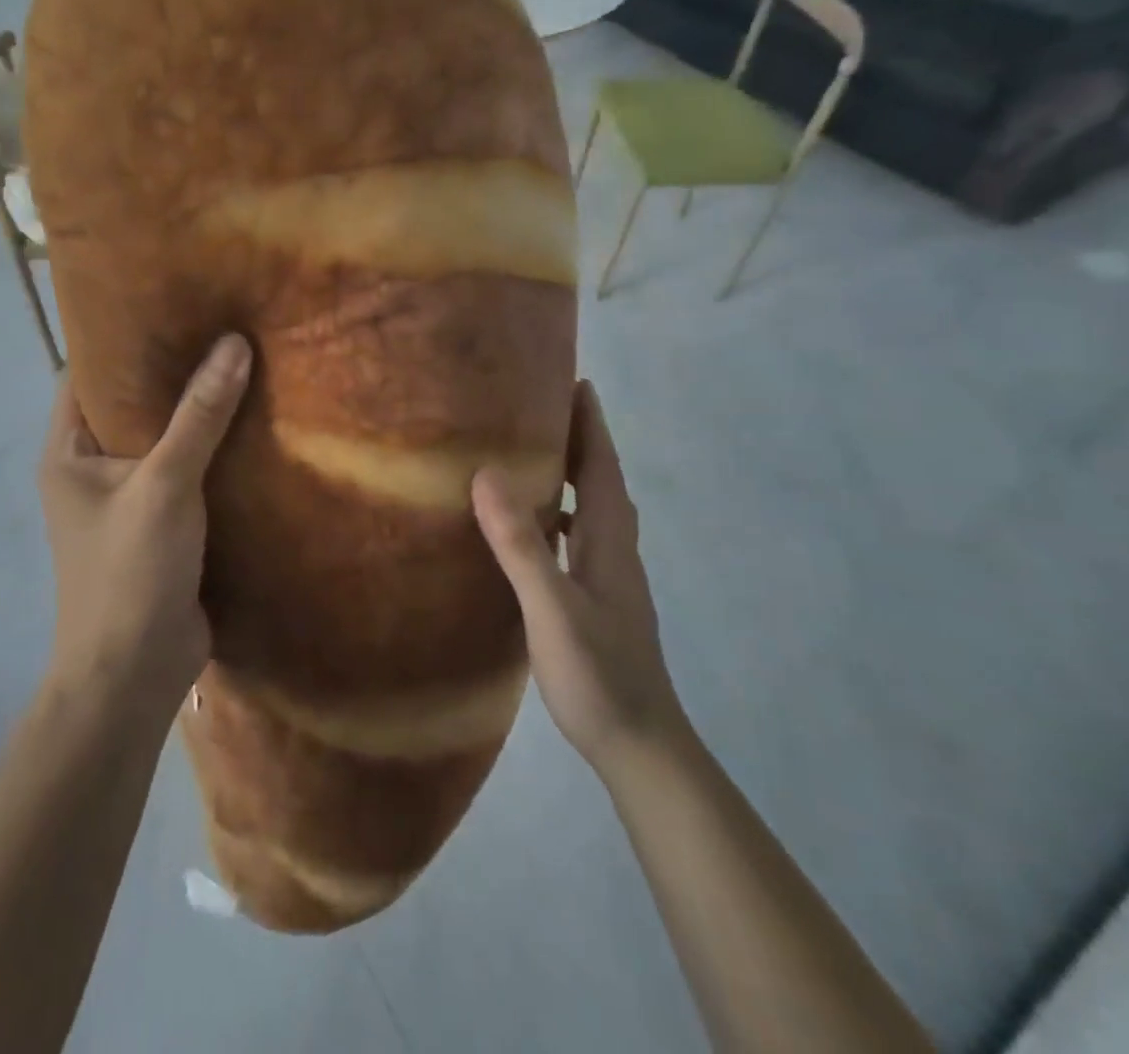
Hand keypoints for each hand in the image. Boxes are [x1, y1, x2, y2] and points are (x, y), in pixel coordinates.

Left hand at [37, 334, 251, 712]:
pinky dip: (211, 450)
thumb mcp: (165, 485)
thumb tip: (234, 343)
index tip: (167, 302)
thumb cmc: (129, 571)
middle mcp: (91, 468)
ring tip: (240, 360)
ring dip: (195, 411)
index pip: (85, 374)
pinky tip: (252, 422)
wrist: (136, 674)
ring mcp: (127, 498)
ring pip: (162, 438)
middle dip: (169, 370)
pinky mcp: (161, 523)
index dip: (120, 337)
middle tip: (217, 323)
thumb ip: (199, 416)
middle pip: (129, 403)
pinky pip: (185, 471)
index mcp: (68, 451)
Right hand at [472, 380, 685, 775]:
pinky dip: (561, 515)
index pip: (604, 467)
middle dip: (581, 439)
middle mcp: (615, 550)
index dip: (592, 424)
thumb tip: (488, 475)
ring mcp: (610, 578)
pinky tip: (533, 526)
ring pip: (593, 510)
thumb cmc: (598, 673)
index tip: (577, 382)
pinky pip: (579, 538)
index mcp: (610, 541)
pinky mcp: (598, 601)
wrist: (640, 745)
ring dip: (572, 475)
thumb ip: (521, 544)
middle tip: (544, 406)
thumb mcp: (551, 606)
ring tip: (533, 454)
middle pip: (603, 482)